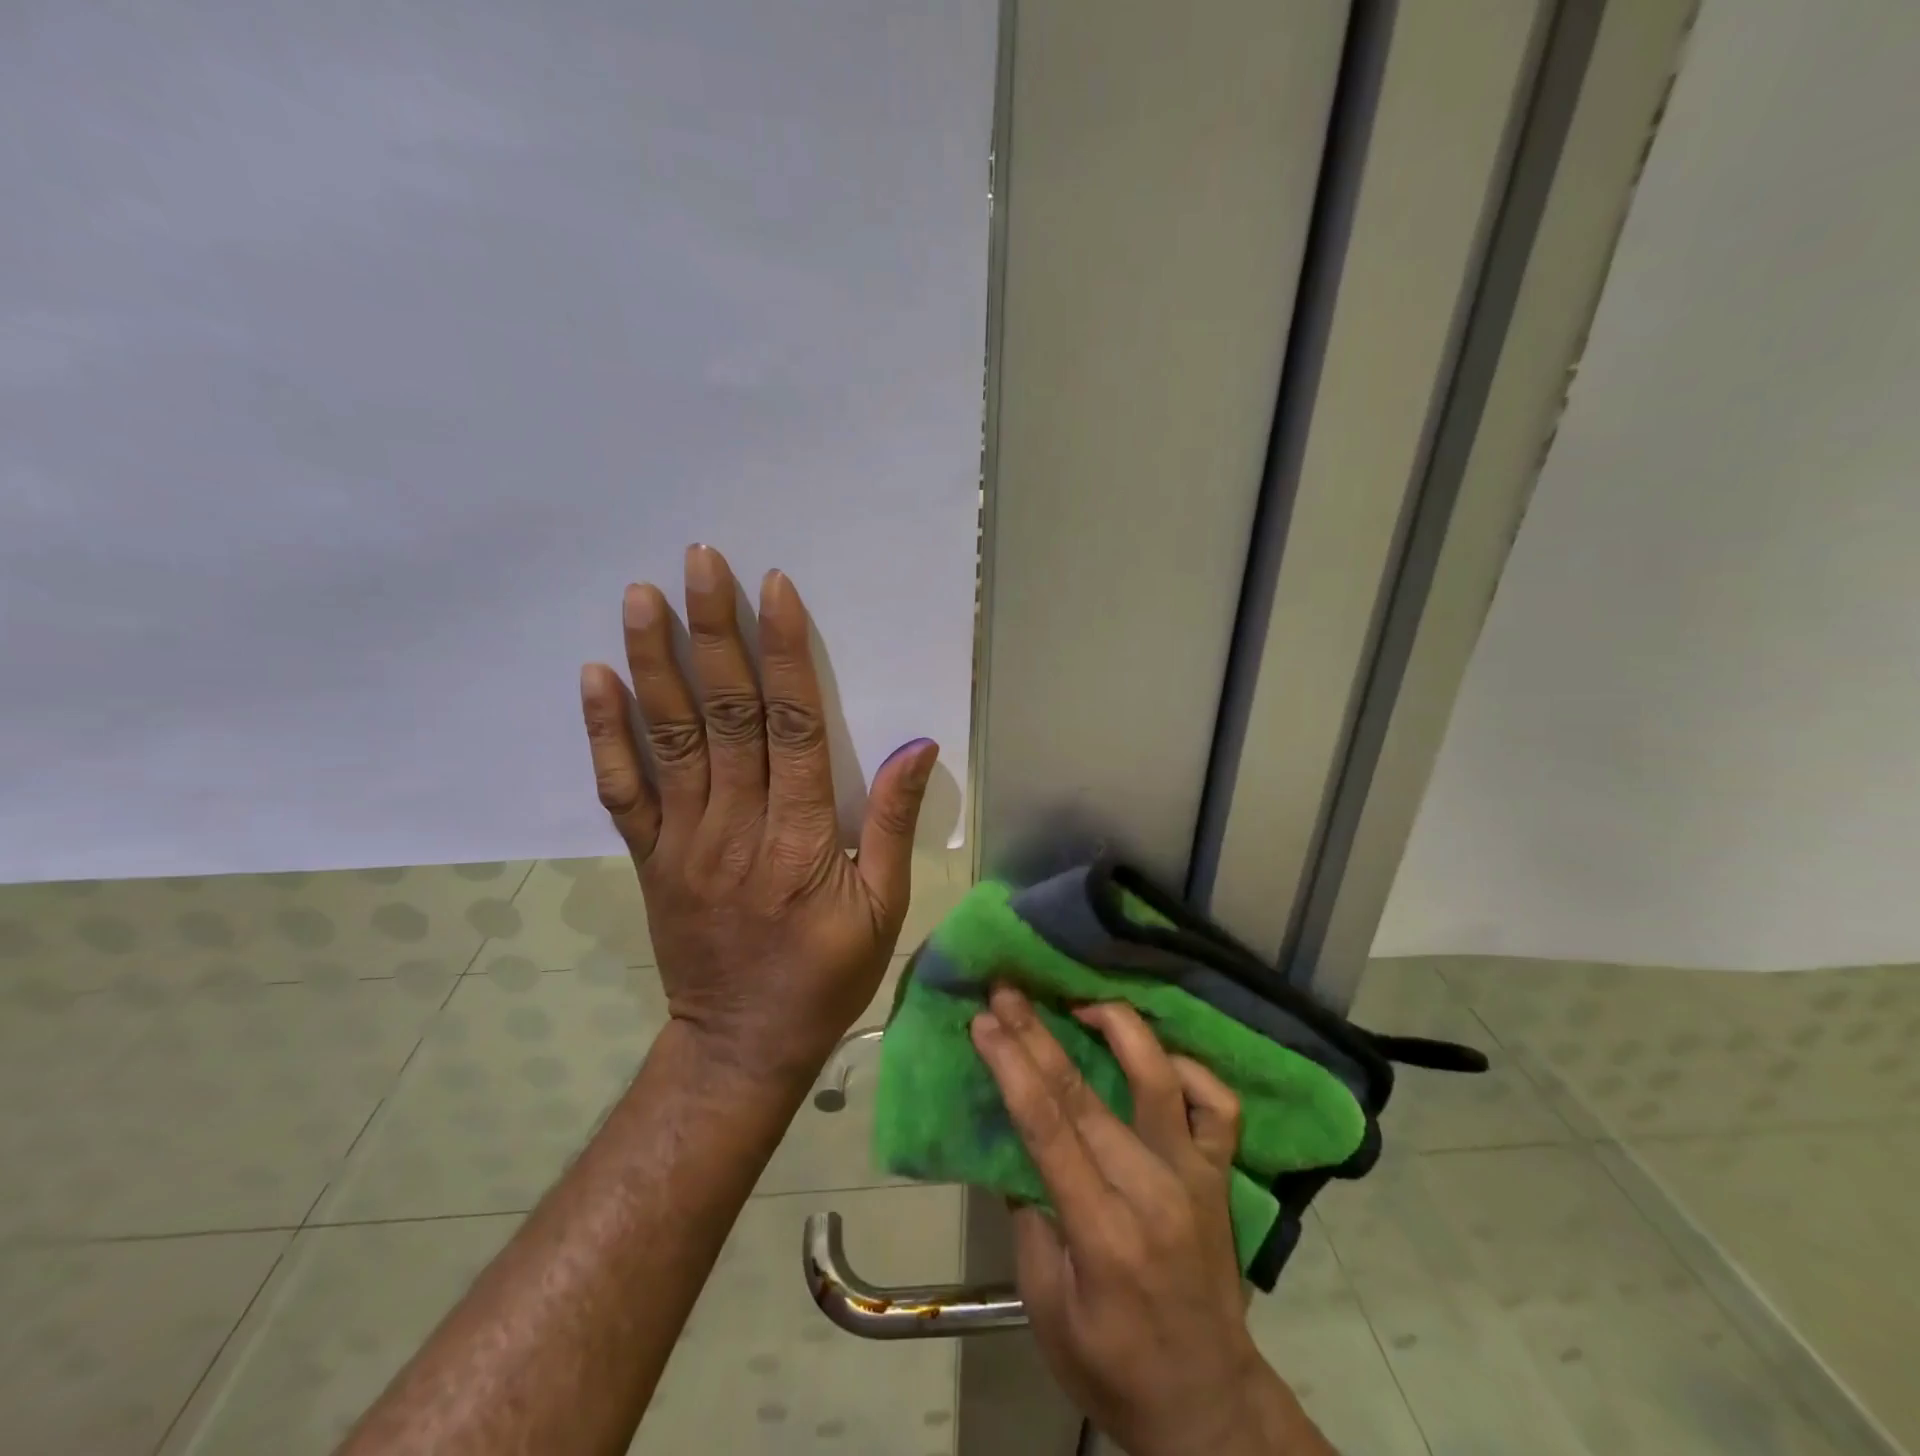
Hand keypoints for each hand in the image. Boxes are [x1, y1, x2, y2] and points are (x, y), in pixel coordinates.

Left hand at [578, 544, 937, 1082]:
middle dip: (715, 633)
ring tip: (642, 596)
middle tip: (700, 561)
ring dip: (654, 663)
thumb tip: (918, 746)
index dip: (784, 654)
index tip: (773, 589)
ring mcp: (684, 840)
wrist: (741, 1044)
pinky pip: (622, 790)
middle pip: (726, 714)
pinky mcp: (650, 858)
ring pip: (669, 738)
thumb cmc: (825, 976)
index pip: (792, 727)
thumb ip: (895, 824)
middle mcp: (737, 826)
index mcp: (802, 838)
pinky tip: (595, 677)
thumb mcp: (885, 909)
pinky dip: (605, 733)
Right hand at [970, 988, 1333, 1455]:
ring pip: (1159, 1079)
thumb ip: (1030, 1224)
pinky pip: (1217, 1105)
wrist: (1210, 1407)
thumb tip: (1019, 1151)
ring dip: (1117, 1029)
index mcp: (1103, 1231)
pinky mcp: (1221, 1175)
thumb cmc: (1114, 1368)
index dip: (1012, 1067)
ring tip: (1081, 1002)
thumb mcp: (1048, 1312)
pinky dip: (1190, 1068)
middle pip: (1087, 1094)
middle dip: (1039, 1035)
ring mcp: (1195, 1176)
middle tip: (1007, 992)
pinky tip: (1158, 1056)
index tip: (984, 1022)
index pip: (1048, 1128)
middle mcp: (1154, 1190)